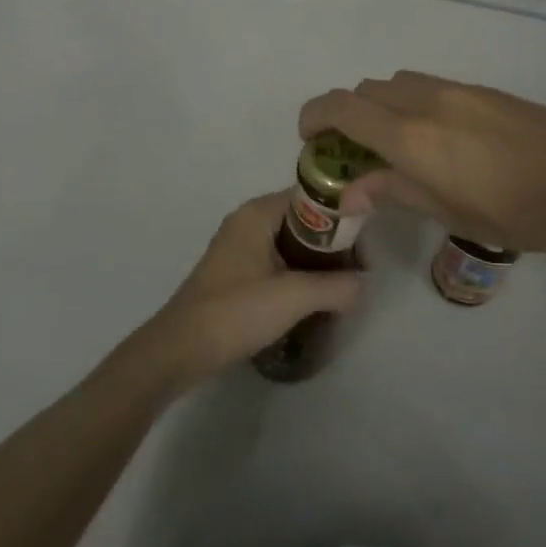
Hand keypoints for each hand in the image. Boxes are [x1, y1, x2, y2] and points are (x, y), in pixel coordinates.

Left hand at [132, 193, 360, 391]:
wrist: (181, 349)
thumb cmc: (235, 311)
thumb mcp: (293, 297)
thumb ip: (336, 286)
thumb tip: (363, 284)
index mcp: (258, 213)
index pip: (312, 197)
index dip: (342, 217)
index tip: (364, 246)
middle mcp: (249, 221)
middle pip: (304, 220)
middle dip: (333, 244)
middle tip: (357, 272)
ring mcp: (240, 247)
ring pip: (293, 243)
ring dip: (318, 262)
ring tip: (342, 287)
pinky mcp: (237, 272)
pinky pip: (279, 261)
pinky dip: (299, 273)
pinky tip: (314, 297)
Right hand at [299, 71, 545, 265]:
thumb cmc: (520, 211)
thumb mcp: (450, 212)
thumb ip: (394, 191)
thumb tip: (350, 189)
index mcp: (410, 134)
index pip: (341, 107)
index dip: (314, 116)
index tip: (308, 140)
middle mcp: (427, 100)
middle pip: (366, 90)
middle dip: (347, 115)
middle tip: (353, 154)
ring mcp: (459, 90)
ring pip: (398, 84)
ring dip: (381, 107)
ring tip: (395, 148)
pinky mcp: (485, 91)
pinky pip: (430, 87)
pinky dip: (412, 104)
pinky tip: (438, 140)